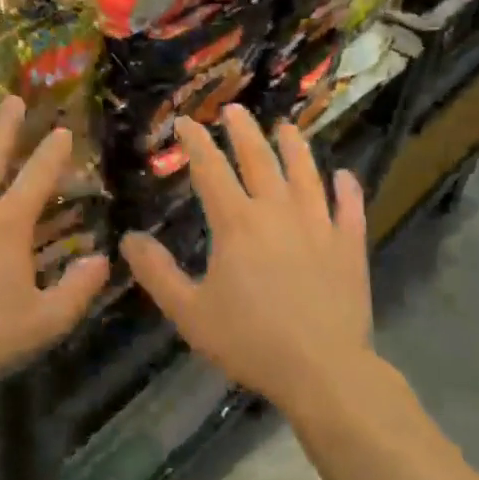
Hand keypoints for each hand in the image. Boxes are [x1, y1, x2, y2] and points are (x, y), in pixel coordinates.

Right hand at [122, 106, 372, 415]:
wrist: (322, 370)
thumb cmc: (250, 340)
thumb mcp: (189, 312)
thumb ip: (157, 273)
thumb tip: (129, 239)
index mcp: (236, 223)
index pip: (211, 170)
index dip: (196, 143)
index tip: (186, 121)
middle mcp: (277, 212)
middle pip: (259, 159)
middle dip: (243, 131)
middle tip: (234, 109)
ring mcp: (318, 226)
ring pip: (305, 174)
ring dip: (294, 147)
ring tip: (286, 127)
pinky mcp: (349, 246)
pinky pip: (349, 209)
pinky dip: (346, 189)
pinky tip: (344, 176)